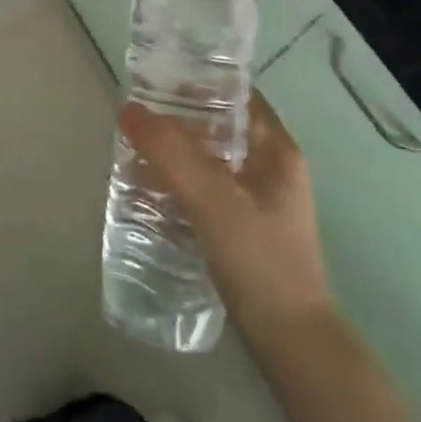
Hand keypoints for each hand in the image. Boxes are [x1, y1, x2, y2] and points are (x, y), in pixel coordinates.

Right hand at [120, 90, 334, 341]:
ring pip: (209, 159)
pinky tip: (148, 192)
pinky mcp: (243, 227)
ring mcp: (257, 200)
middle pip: (218, 126)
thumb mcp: (213, 200)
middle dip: (176, 121)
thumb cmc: (261, 260)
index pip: (236, 95)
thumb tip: (128, 110)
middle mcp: (270, 168)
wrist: (291, 342)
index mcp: (275, 150)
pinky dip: (178, 183)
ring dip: (173, 153)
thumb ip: (171, 154)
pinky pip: (205, 189)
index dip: (199, 82)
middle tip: (134, 119)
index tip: (156, 79)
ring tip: (131, 153)